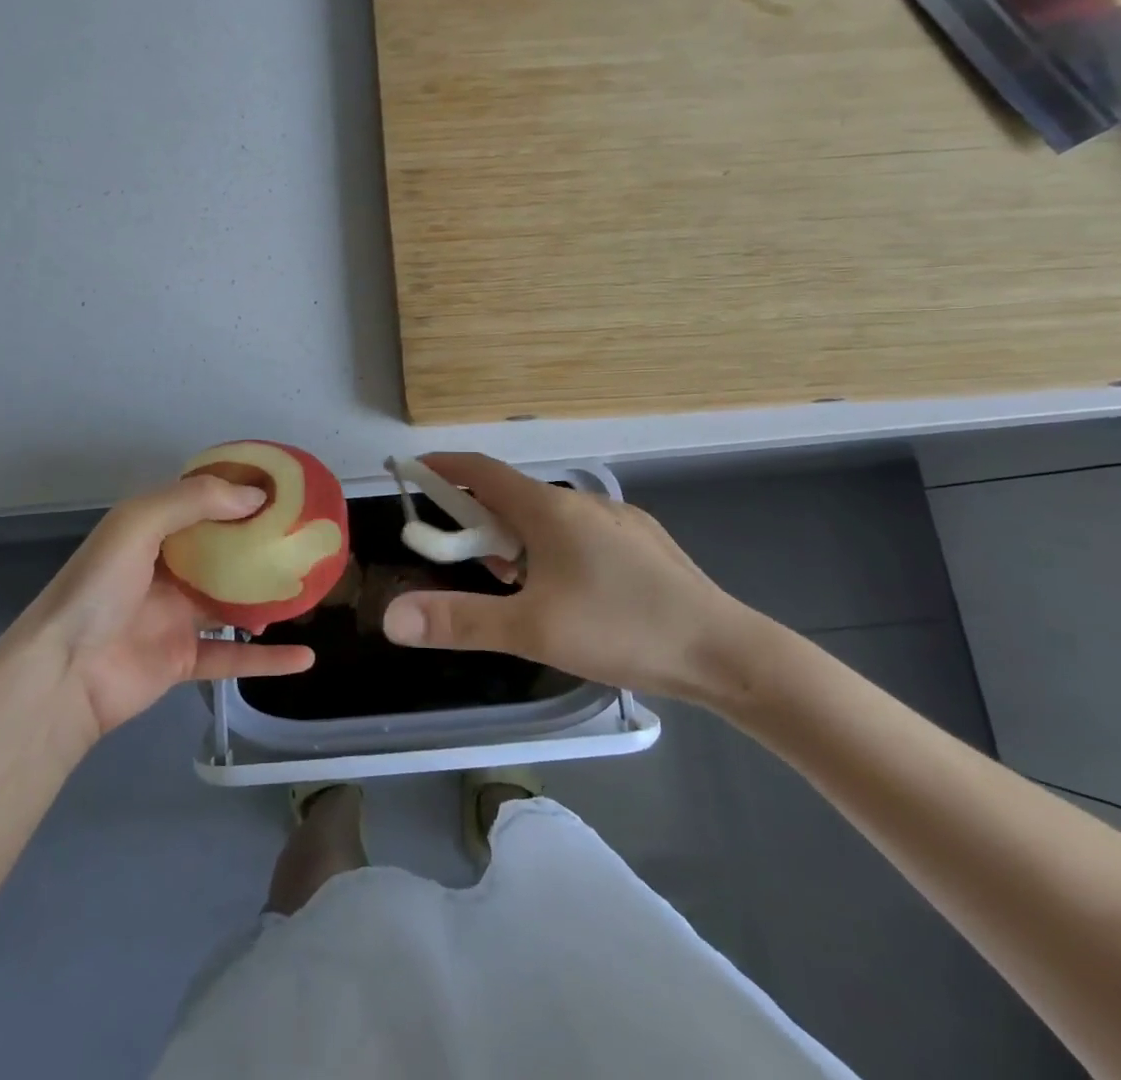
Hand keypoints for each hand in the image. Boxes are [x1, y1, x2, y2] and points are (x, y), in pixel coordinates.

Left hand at [17, 475, 315, 744]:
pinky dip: (267, 660)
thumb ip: (194, 502)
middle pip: (222, 553)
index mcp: (151, 532)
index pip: (201, 505)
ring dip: (267, 598)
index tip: (282, 491)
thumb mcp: (137, 524)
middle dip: (259, 546)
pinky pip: (232, 657)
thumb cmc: (99, 588)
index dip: (238, 495)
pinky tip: (304, 657)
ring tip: (309, 589)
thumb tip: (257, 496)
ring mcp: (175, 618)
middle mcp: (165, 570)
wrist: (63, 675)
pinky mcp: (182, 661)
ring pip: (232, 603)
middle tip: (304, 540)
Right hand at [380, 453, 762, 702]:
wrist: (727, 652)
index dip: (444, 467)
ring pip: (548, 517)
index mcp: (549, 509)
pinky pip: (580, 531)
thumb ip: (459, 620)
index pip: (481, 471)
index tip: (414, 470)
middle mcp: (582, 502)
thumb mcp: (531, 630)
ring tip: (518, 585)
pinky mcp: (642, 541)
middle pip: (512, 497)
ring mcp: (618, 519)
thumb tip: (393, 616)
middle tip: (467, 560)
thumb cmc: (621, 630)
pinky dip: (553, 547)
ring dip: (518, 538)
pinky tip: (570, 591)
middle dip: (479, 521)